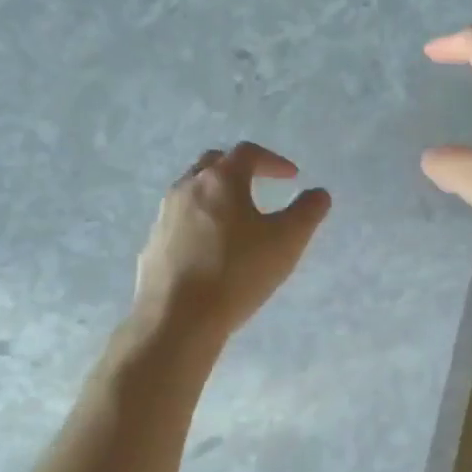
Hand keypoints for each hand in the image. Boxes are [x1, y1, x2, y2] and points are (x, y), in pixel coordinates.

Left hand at [134, 143, 330, 338]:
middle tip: (261, 185)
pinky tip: (213, 248)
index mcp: (221, 181)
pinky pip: (181, 220)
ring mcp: (164, 216)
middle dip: (240, 169)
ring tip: (238, 218)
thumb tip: (318, 193)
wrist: (177, 318)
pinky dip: (201, 221)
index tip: (292, 177)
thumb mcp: (287, 241)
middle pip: (214, 163)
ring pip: (193, 191)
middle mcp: (187, 188)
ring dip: (218, 195)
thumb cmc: (238, 272)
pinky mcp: (153, 244)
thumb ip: (308, 212)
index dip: (273, 160)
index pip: (248, 153)